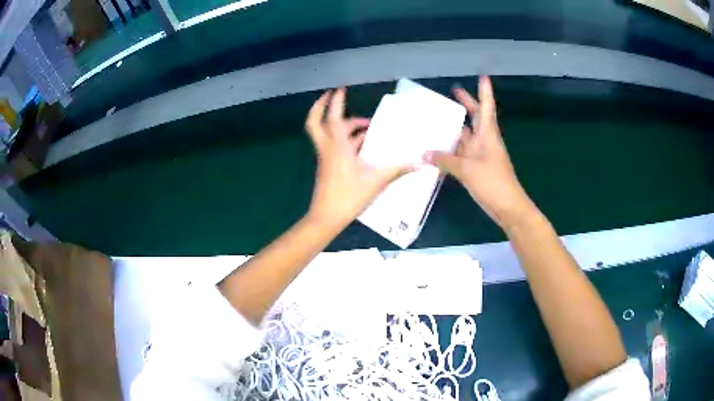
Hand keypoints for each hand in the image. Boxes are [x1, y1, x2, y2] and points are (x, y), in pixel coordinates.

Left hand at [305, 88, 414, 229]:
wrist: (326, 218)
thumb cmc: (348, 196)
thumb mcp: (375, 181)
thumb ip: (397, 169)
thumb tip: (420, 162)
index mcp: (337, 146)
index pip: (333, 117)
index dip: (334, 101)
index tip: (340, 88)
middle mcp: (328, 148)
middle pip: (318, 122)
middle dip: (324, 107)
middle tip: (336, 97)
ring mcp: (327, 158)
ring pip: (331, 134)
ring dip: (346, 127)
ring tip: (368, 127)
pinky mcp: (329, 166)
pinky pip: (336, 146)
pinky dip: (347, 141)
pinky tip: (365, 146)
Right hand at [424, 76, 533, 227]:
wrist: (507, 206)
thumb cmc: (492, 182)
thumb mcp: (467, 169)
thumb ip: (444, 160)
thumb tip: (423, 153)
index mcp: (487, 134)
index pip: (486, 107)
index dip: (485, 92)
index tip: (483, 77)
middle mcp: (484, 141)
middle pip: (475, 117)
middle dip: (466, 104)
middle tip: (452, 91)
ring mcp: (480, 155)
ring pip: (466, 136)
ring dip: (455, 128)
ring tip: (436, 118)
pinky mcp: (476, 168)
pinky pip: (461, 153)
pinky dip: (450, 149)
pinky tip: (437, 148)